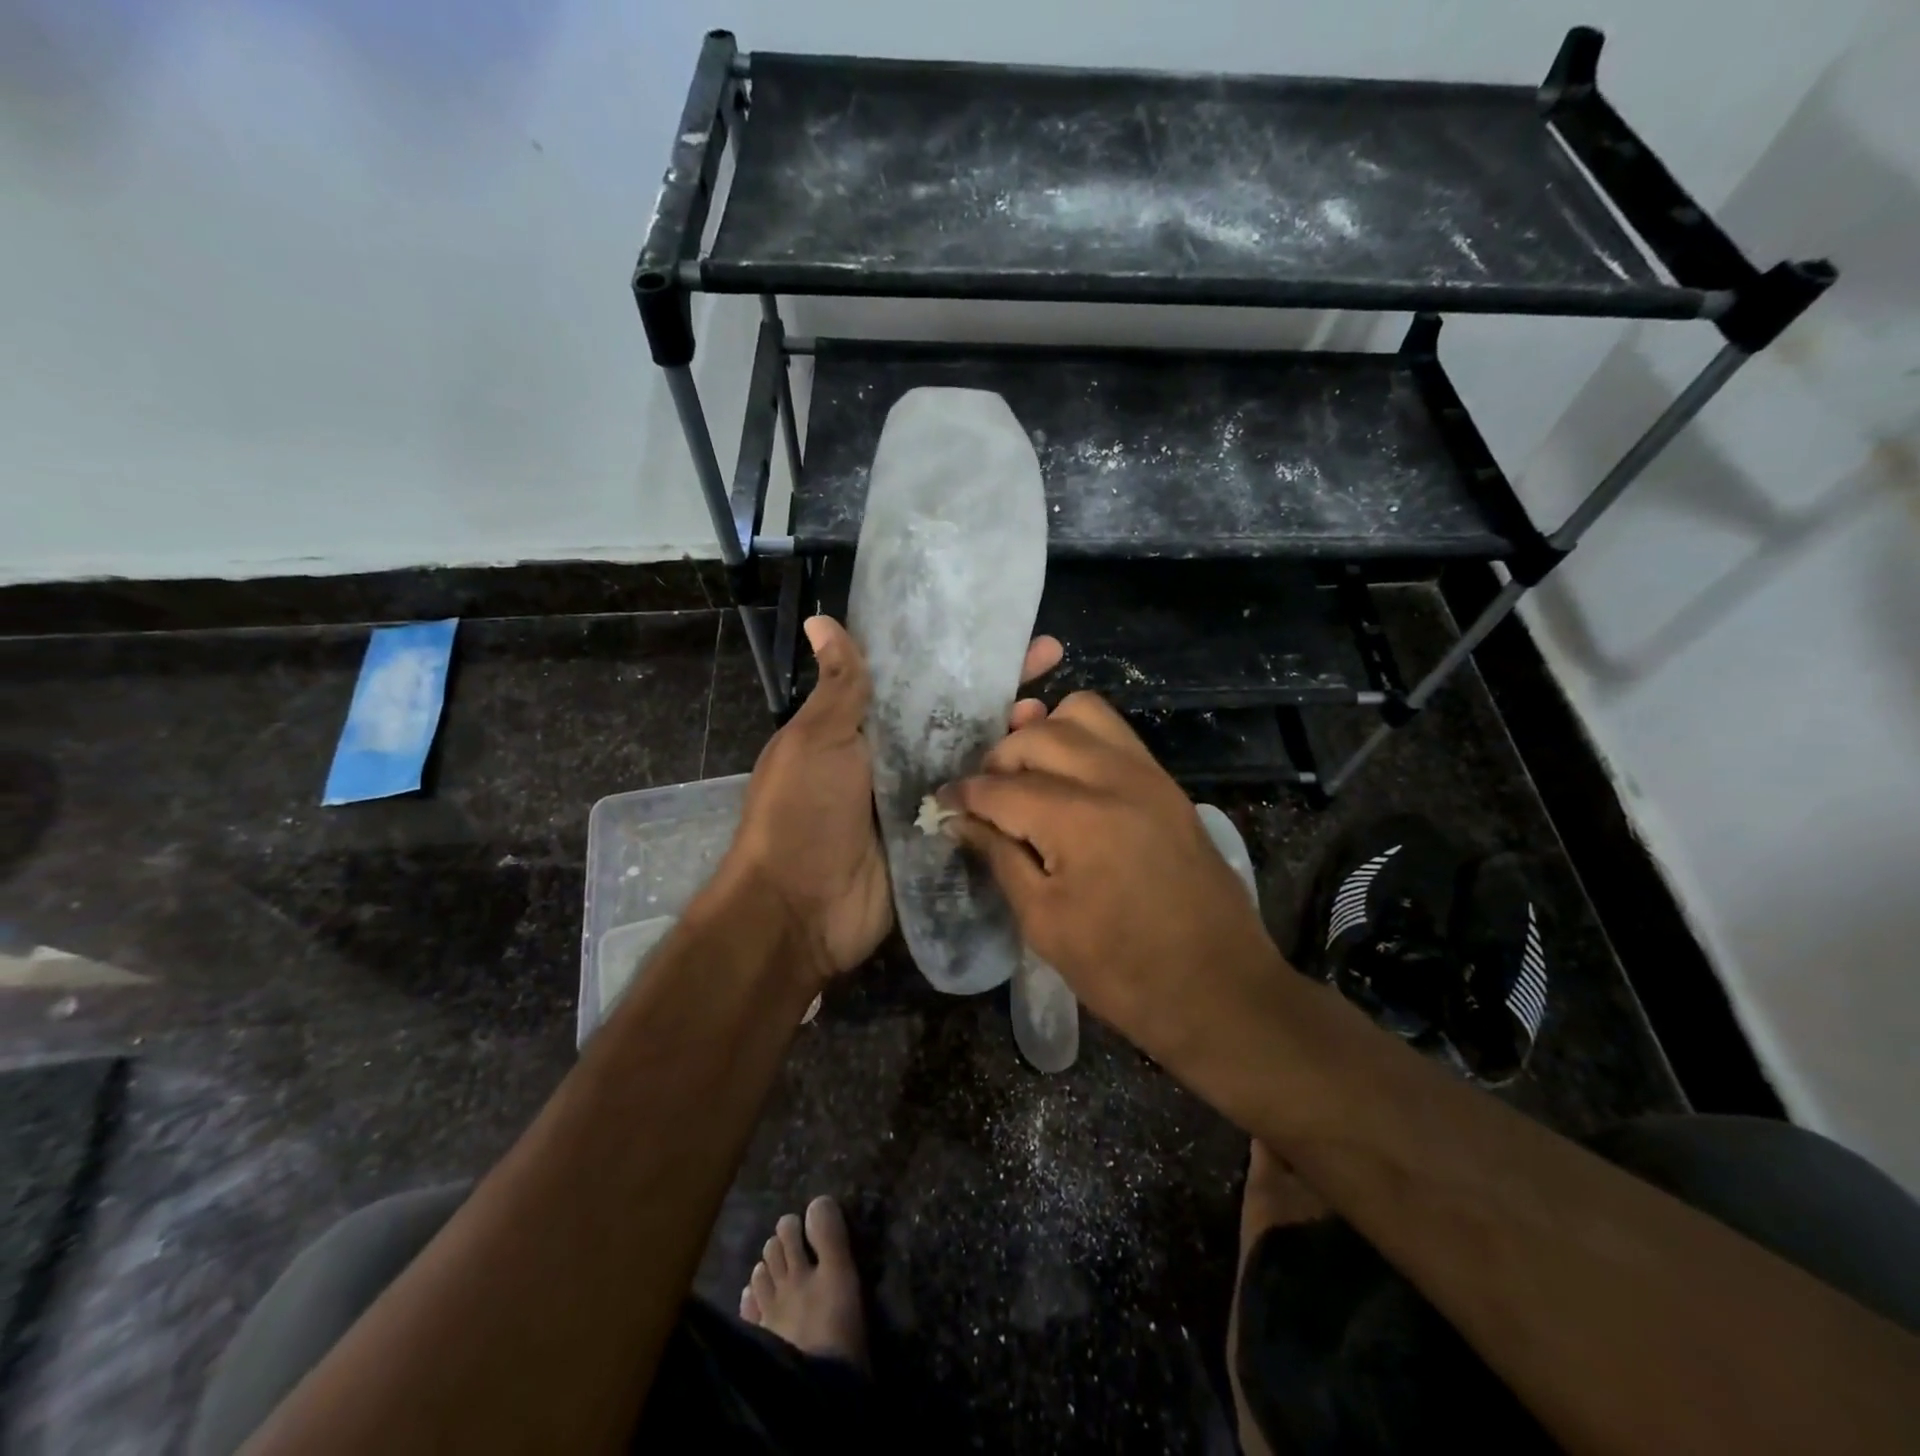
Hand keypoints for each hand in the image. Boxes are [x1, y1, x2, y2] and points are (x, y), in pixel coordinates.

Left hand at [725, 616, 1062, 982]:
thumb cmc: (801, 814)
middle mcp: (899, 758)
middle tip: (1051, 656)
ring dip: (1013, 735)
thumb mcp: (816, 742)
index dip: (961, 655)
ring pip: (977, 759)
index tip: (1003, 629)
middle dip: (1001, 686)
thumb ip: (840, 688)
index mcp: (867, 728)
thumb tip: (821, 620)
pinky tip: (1049, 770)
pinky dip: (1010, 789)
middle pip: (959, 716)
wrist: (799, 911)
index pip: (923, 679)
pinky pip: (980, 807)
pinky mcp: (941, 838)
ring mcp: (923, 799)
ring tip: (1054, 713)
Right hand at [941, 693, 1281, 1063]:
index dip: (964, 794)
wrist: (1222, 991)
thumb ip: (999, 857)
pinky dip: (1082, 742)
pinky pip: (1116, 736)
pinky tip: (1069, 783)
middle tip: (986, 796)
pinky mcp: (1169, 786)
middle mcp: (1114, 779)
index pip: (1001, 788)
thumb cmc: (1123, 971)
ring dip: (1045, 735)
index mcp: (1078, 819)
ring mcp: (1149, 776)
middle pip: (1039, 733)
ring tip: (1029, 775)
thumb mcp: (1044, 922)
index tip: (942, 801)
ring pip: (1084, 713)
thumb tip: (960, 820)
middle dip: (999, 758)